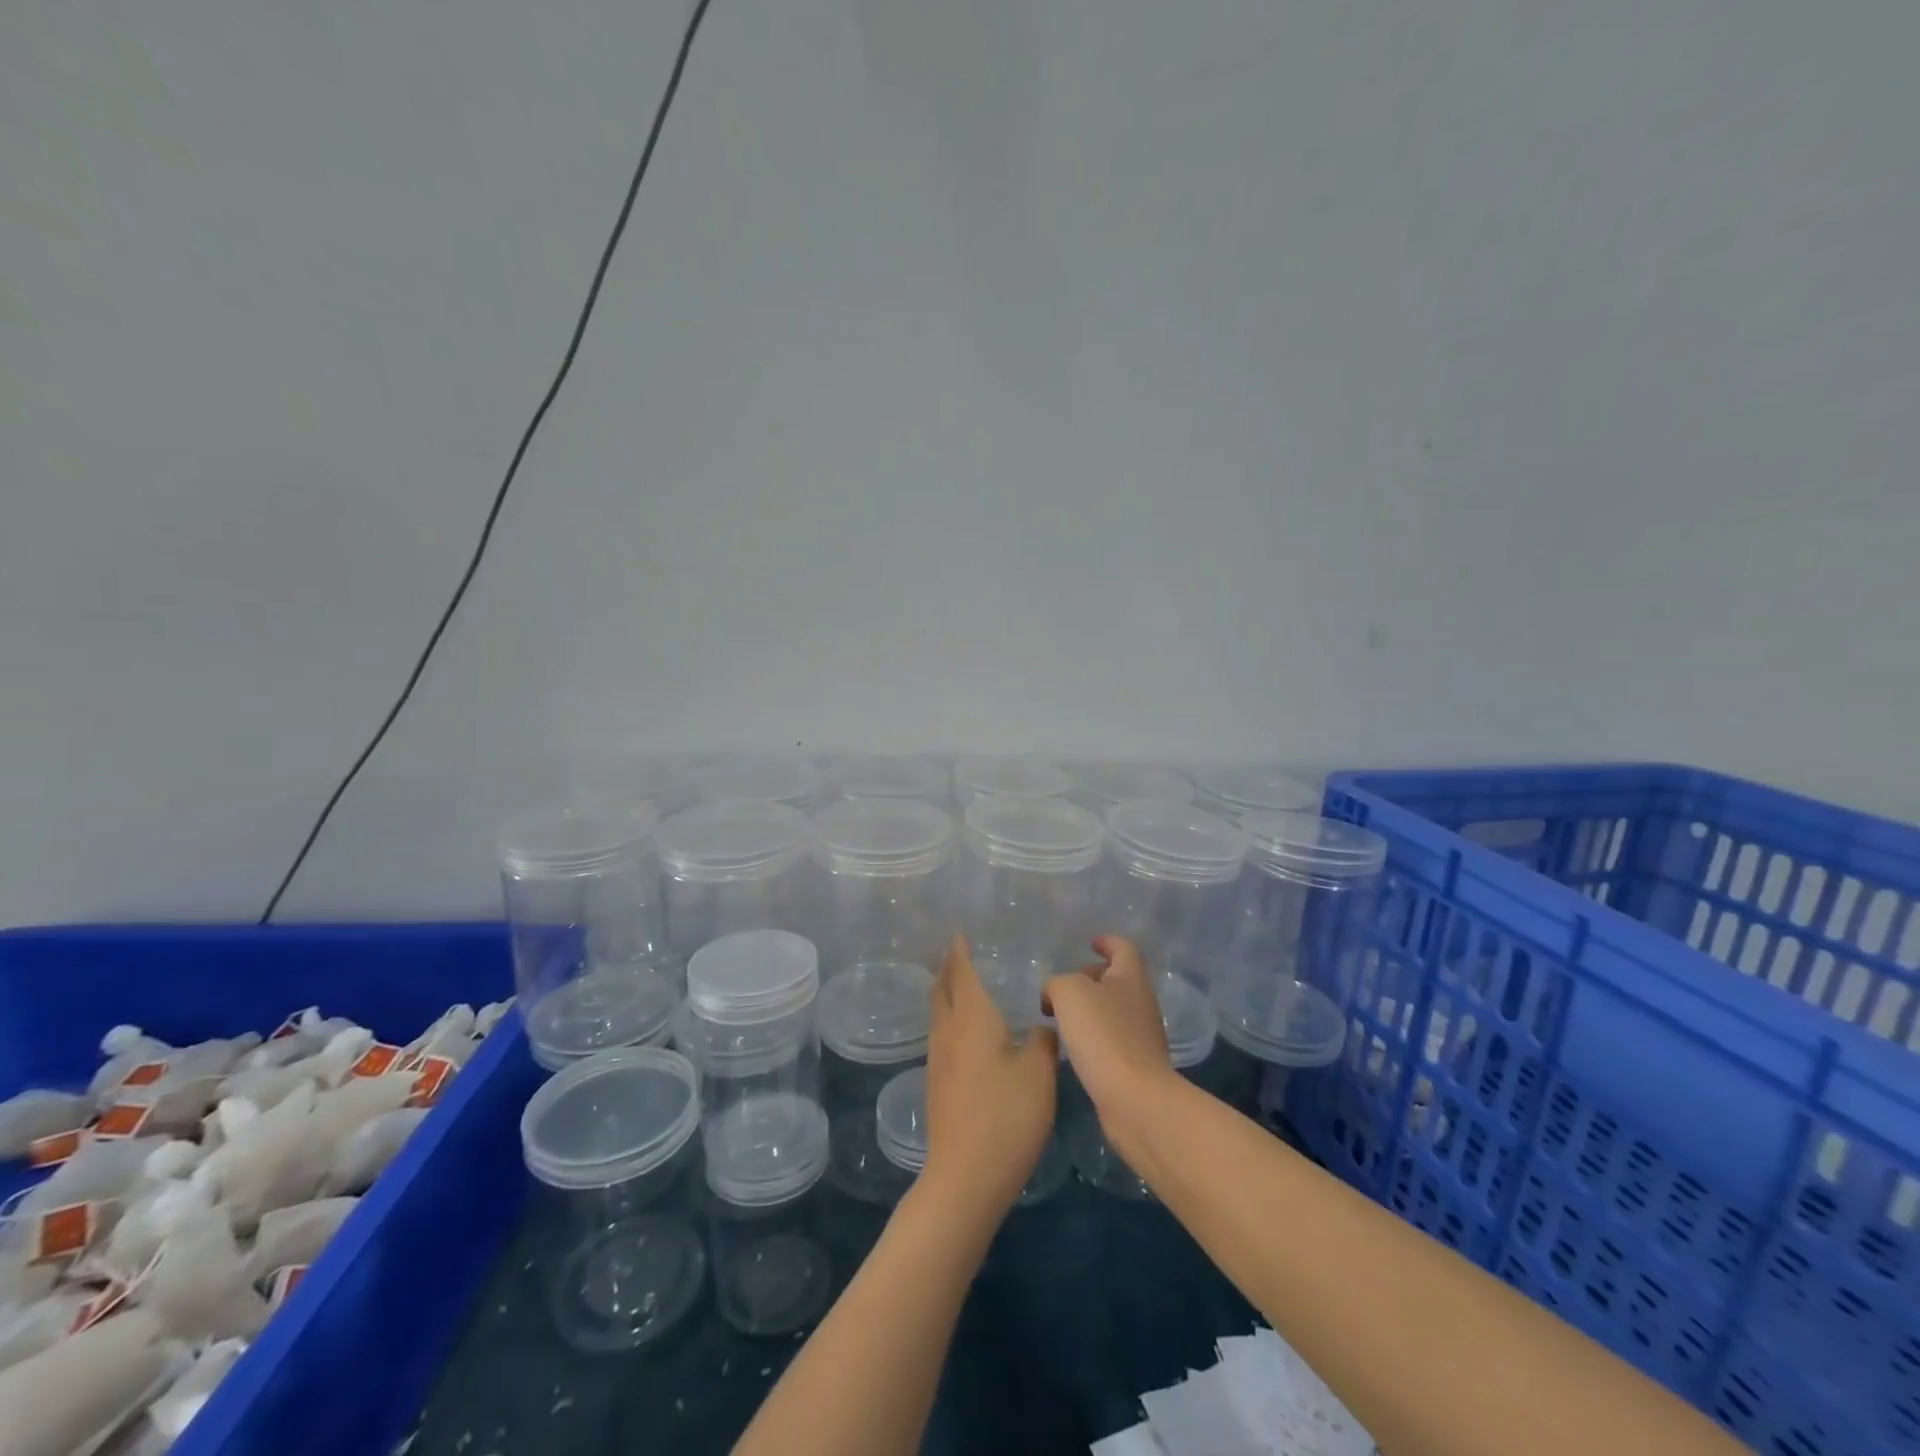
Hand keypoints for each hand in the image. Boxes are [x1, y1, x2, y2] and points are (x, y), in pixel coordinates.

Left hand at [924, 936, 1057, 1216]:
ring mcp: (938, 1059)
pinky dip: (950, 1017)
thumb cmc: (1007, 1116)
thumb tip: (1044, 1027)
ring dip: (946, 992)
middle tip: (957, 952)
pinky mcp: (937, 1083)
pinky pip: (941, 1034)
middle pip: (941, 989)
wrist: (965, 1175)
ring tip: (961, 984)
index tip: (959, 934)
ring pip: (938, 1012)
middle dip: (947, 967)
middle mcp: (948, 1031)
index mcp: (972, 1018)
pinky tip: (966, 1030)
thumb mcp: (1039, 1073)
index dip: (959, 952)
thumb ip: (1044, 1042)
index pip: (961, 973)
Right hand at [1043, 936, 1178, 1145]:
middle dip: (1092, 978)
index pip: (1123, 948)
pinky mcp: (1137, 1065)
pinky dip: (1094, 1036)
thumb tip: (1054, 994)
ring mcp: (1142, 1035)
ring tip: (1062, 1018)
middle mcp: (1141, 1002)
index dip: (1107, 942)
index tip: (1090, 944)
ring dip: (1090, 1009)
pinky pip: (1113, 1039)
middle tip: (1064, 987)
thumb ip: (1056, 983)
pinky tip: (1074, 1048)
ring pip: (1114, 1010)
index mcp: (1131, 977)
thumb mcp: (1069, 993)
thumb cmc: (1103, 1035)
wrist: (1135, 1100)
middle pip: (1118, 979)